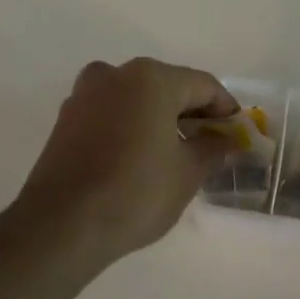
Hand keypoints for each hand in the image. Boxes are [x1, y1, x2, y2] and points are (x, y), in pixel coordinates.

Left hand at [17, 58, 238, 265]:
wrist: (61, 224)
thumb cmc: (136, 192)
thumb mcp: (187, 173)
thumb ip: (212, 148)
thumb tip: (226, 140)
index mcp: (151, 78)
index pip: (203, 86)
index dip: (225, 110)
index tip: (237, 135)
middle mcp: (116, 74)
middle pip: (168, 87)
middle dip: (191, 113)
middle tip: (210, 145)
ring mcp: (85, 94)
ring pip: (136, 98)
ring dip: (159, 119)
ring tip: (175, 153)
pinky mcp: (66, 119)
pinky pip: (111, 113)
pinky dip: (131, 126)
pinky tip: (140, 157)